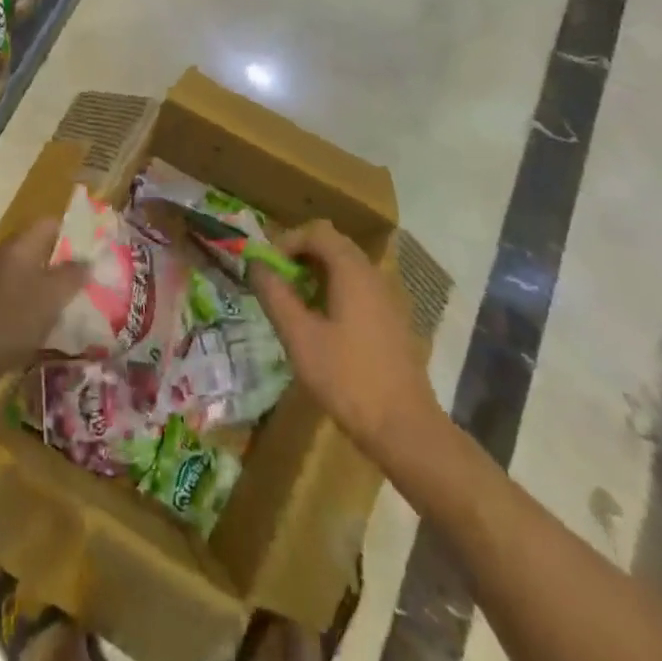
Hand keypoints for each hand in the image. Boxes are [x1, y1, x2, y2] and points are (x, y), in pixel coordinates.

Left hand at [0, 218, 86, 409]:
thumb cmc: (9, 318)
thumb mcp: (50, 295)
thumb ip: (73, 275)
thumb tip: (88, 261)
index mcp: (21, 246)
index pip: (52, 224)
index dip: (78, 231)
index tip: (102, 248)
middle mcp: (10, 262)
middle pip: (47, 255)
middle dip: (73, 268)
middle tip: (103, 281)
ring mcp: (1, 291)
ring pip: (38, 285)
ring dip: (61, 296)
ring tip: (93, 308)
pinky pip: (28, 311)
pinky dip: (45, 319)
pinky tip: (66, 334)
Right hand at [250, 221, 446, 466]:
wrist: (405, 428)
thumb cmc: (347, 379)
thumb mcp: (300, 337)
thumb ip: (275, 296)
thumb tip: (256, 265)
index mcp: (352, 272)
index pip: (317, 232)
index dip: (287, 242)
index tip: (267, 268)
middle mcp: (373, 275)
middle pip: (333, 245)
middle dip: (300, 256)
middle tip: (276, 283)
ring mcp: (387, 298)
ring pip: (346, 268)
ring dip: (316, 275)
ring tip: (293, 304)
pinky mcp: (391, 321)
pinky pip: (358, 289)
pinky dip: (334, 291)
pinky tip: (320, 325)